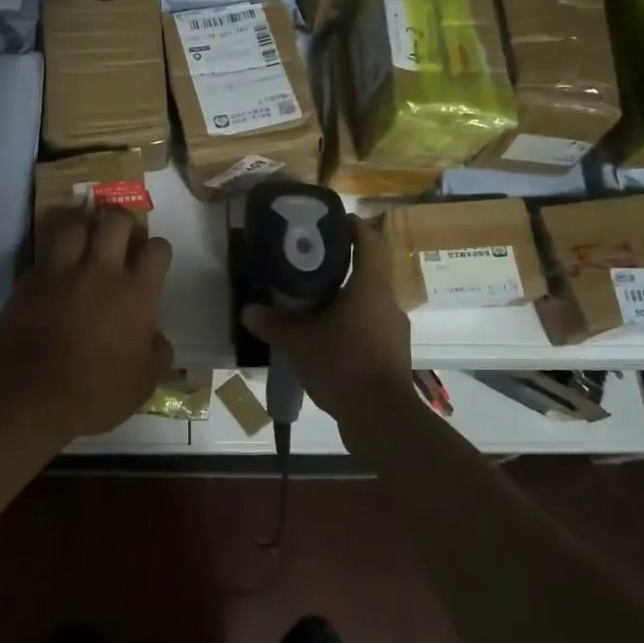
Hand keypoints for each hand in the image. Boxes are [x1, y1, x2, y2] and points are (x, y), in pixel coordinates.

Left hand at [0, 208, 173, 439]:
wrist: (32, 397)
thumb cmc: (96, 393)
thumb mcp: (143, 383)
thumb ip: (157, 353)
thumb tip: (158, 337)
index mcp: (136, 293)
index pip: (157, 249)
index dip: (158, 250)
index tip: (153, 260)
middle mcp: (101, 272)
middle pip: (114, 221)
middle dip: (120, 221)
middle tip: (119, 236)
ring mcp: (61, 272)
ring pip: (74, 225)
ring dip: (82, 227)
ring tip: (84, 237)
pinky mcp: (29, 281)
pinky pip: (44, 256)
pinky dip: (52, 258)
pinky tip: (53, 271)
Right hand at [241, 216, 410, 423]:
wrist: (382, 420)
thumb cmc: (343, 365)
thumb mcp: (299, 343)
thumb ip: (274, 324)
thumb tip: (249, 310)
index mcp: (370, 287)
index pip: (370, 241)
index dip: (353, 226)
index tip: (331, 222)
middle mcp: (388, 303)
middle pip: (369, 272)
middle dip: (341, 266)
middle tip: (308, 266)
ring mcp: (394, 332)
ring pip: (368, 303)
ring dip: (345, 300)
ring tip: (313, 306)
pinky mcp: (393, 357)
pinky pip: (370, 330)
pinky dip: (350, 328)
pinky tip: (326, 342)